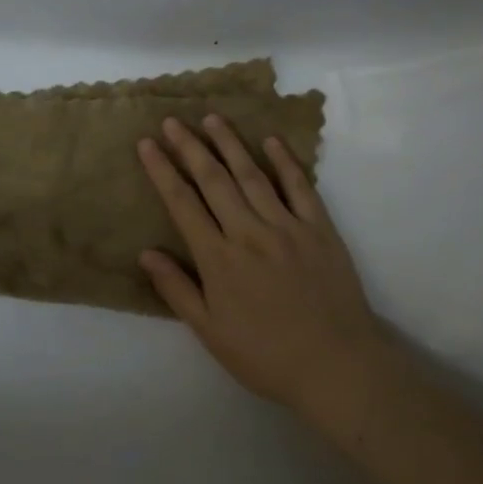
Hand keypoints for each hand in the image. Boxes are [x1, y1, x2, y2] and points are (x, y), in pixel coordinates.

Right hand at [138, 115, 395, 436]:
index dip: (162, 171)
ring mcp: (288, 227)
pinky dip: (285, 162)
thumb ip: (177, 289)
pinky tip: (270, 141)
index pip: (182, 204)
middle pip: (213, 180)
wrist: (336, 365)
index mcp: (218, 259)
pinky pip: (300, 187)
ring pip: (253, 176)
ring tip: (211, 118)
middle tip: (172, 120)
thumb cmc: (263, 355)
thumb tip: (146, 253)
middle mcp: (249, 233)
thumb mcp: (209, 330)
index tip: (146, 144)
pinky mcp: (320, 230)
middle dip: (189, 147)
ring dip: (230, 144)